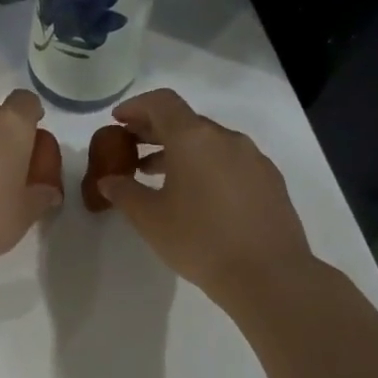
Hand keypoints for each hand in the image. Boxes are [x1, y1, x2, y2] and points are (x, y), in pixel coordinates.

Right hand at [94, 89, 314, 311]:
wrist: (267, 274)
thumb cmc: (199, 240)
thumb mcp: (150, 219)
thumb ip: (124, 193)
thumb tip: (108, 181)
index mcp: (194, 139)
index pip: (162, 102)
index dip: (136, 106)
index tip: (118, 121)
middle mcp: (226, 138)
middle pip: (185, 121)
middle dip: (154, 131)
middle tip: (130, 148)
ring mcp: (253, 158)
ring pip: (209, 143)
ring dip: (180, 152)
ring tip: (156, 176)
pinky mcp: (269, 180)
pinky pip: (230, 161)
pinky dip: (205, 166)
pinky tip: (196, 196)